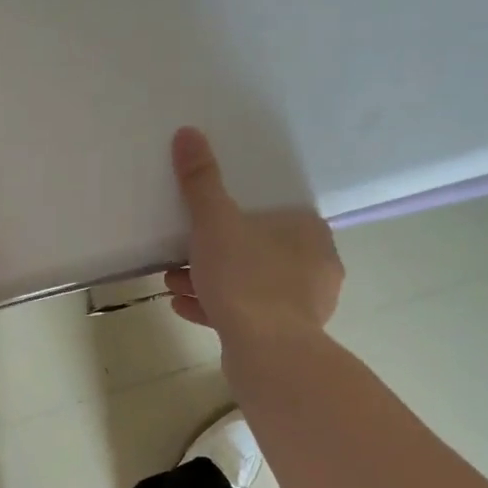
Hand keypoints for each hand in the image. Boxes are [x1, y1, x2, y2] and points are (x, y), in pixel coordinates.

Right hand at [164, 127, 342, 346]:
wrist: (267, 353)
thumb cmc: (246, 278)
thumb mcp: (216, 223)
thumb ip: (202, 182)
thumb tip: (188, 133)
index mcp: (308, 232)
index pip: (273, 213)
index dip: (234, 215)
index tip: (202, 222)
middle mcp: (314, 267)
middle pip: (256, 250)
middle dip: (213, 252)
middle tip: (179, 255)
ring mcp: (303, 306)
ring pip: (249, 284)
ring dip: (210, 281)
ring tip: (172, 282)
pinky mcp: (286, 338)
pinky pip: (247, 315)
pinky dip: (216, 307)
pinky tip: (183, 307)